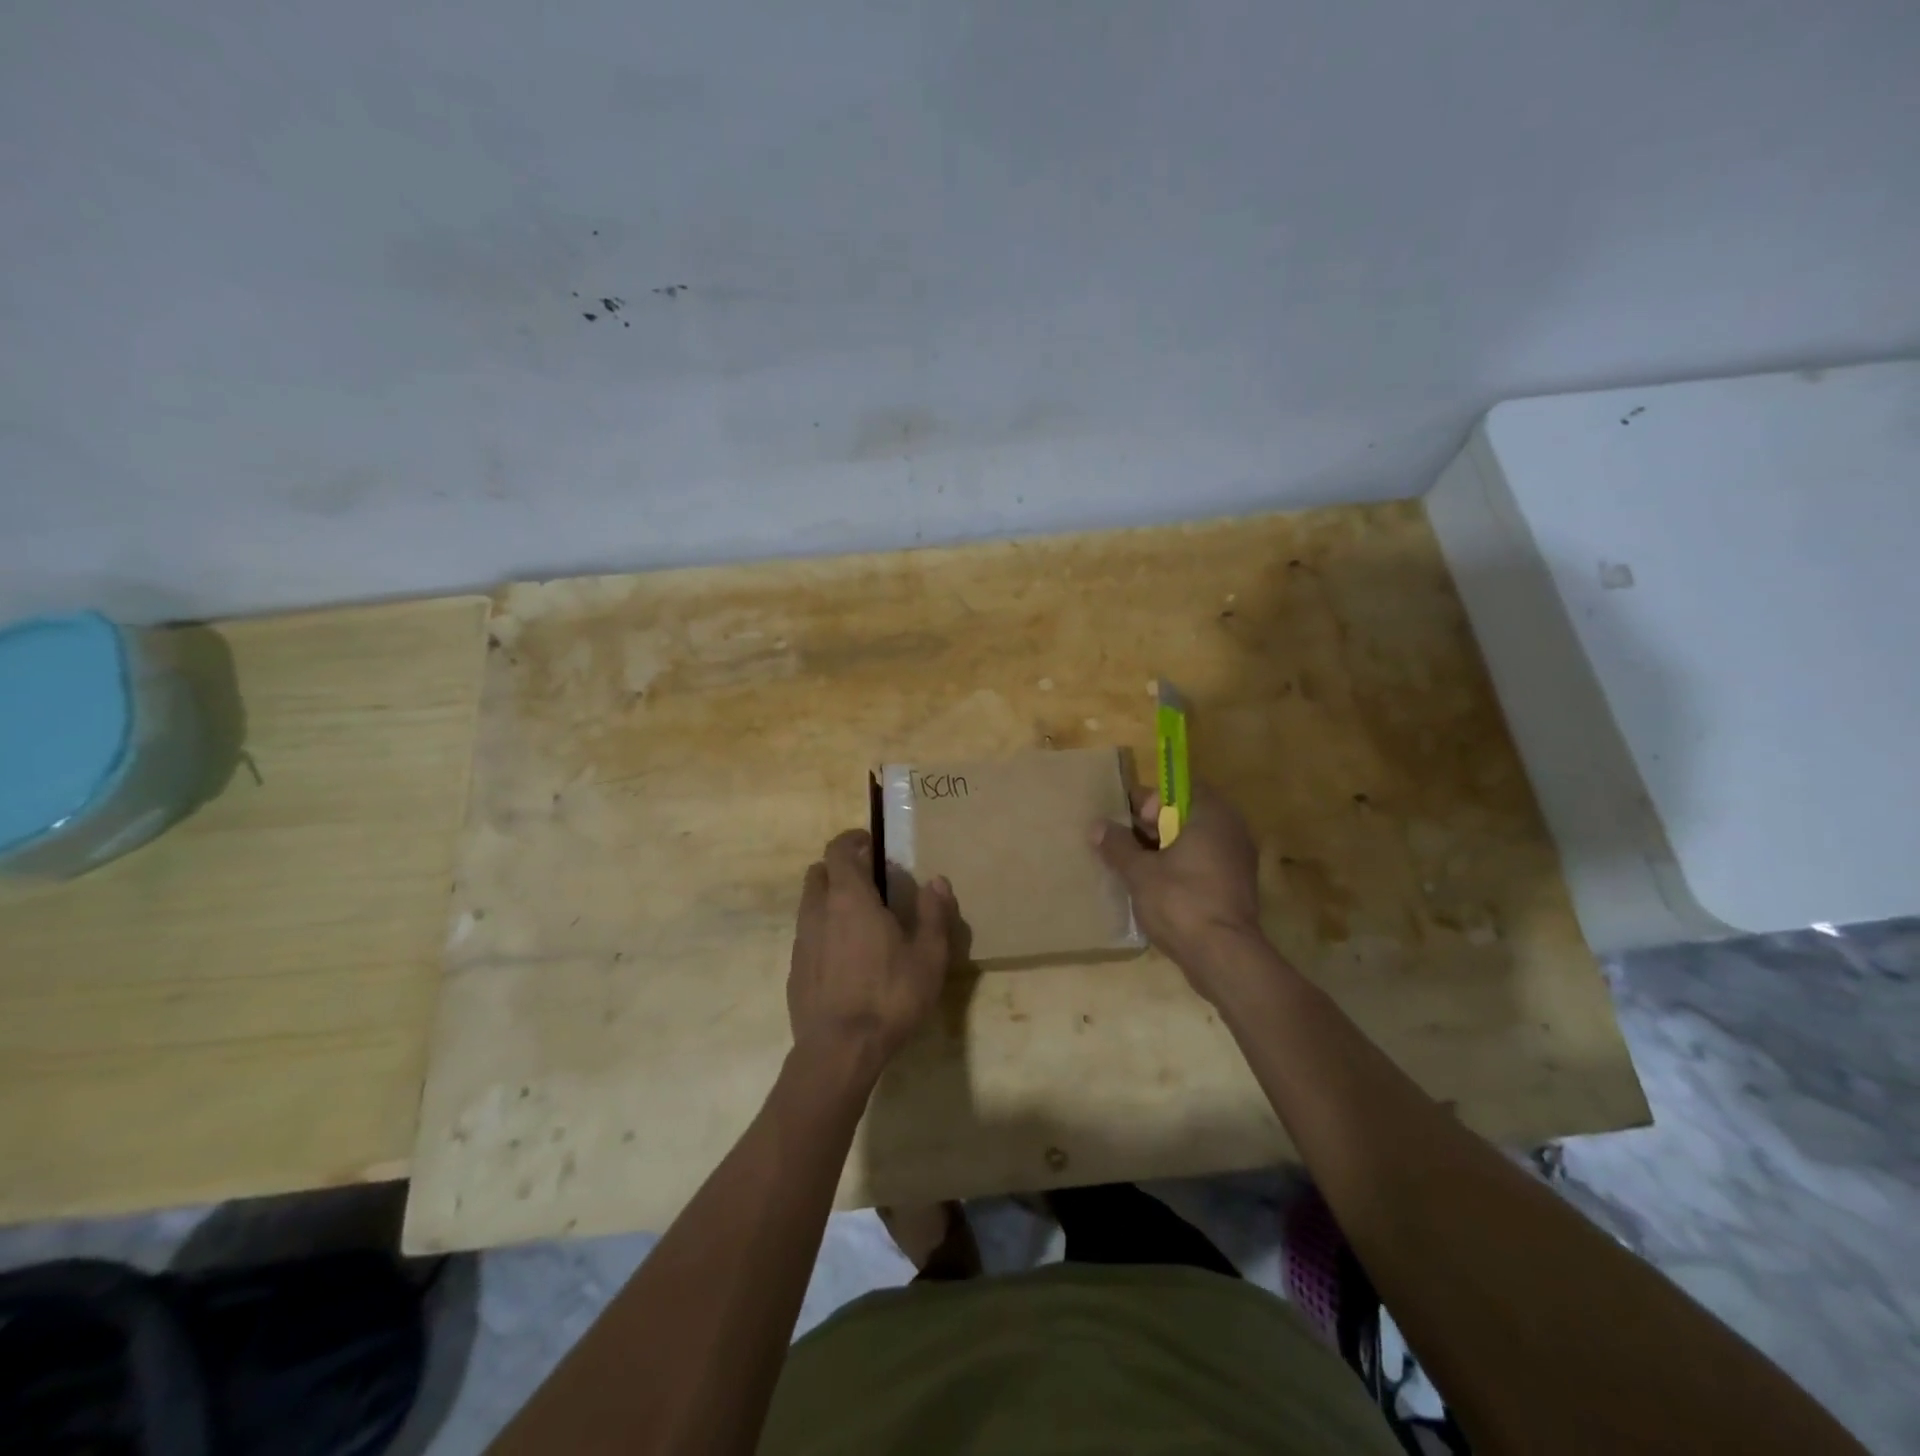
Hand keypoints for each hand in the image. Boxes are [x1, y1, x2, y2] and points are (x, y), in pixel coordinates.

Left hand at [787, 830, 957, 1077]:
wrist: (838, 1051)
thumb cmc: (889, 997)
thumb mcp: (928, 957)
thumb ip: (933, 914)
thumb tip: (937, 881)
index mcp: (850, 898)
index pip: (838, 850)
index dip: (852, 840)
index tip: (869, 844)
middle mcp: (818, 911)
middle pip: (818, 873)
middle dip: (839, 868)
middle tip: (868, 880)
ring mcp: (801, 941)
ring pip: (809, 904)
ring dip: (829, 900)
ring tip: (859, 920)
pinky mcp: (794, 970)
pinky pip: (807, 936)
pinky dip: (823, 932)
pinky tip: (845, 957)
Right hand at [1092, 783, 1266, 996]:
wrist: (1224, 956)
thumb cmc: (1180, 901)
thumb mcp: (1139, 871)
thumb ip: (1117, 845)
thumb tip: (1097, 826)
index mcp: (1211, 815)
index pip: (1178, 789)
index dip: (1149, 801)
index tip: (1128, 822)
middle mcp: (1231, 830)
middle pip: (1186, 815)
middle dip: (1153, 828)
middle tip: (1126, 846)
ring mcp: (1238, 860)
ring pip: (1194, 843)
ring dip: (1165, 851)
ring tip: (1135, 868)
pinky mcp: (1237, 887)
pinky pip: (1203, 865)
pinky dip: (1181, 870)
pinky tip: (1156, 889)